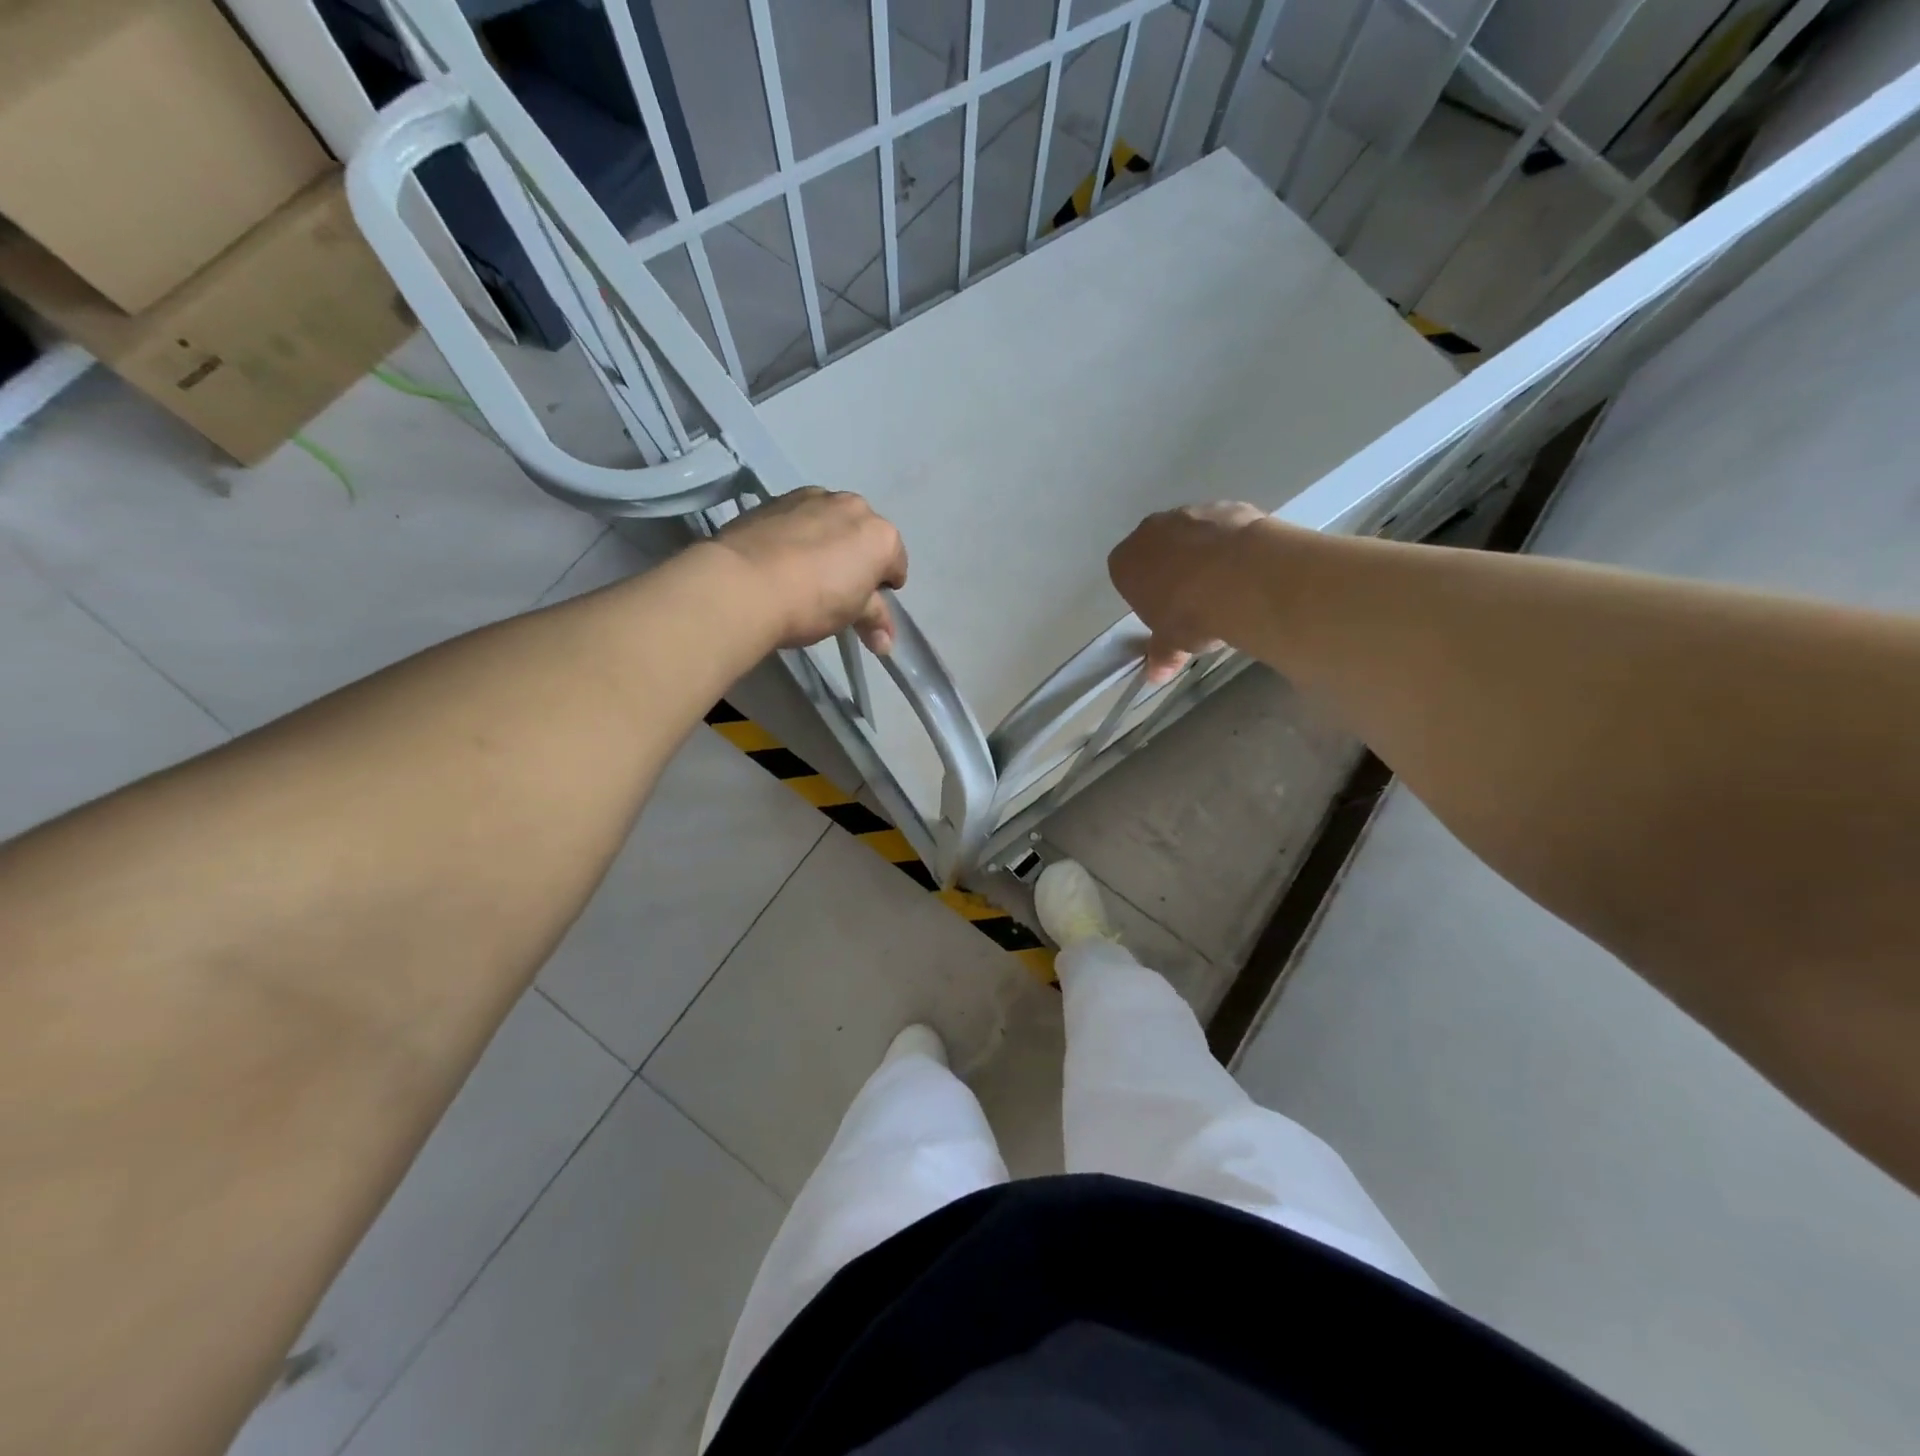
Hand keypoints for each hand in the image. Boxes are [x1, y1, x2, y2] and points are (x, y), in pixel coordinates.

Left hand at [714, 487, 907, 653]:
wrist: (744, 584)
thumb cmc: (812, 602)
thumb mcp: (850, 616)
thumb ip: (874, 620)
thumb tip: (886, 643)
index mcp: (881, 536)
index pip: (896, 565)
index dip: (883, 589)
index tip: (866, 606)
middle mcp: (853, 506)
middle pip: (864, 537)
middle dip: (856, 559)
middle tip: (836, 590)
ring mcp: (814, 497)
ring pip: (831, 522)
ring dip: (828, 542)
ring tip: (804, 573)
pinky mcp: (777, 499)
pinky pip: (800, 518)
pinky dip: (799, 534)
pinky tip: (781, 560)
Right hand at [1108, 502, 1269, 682]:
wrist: (1240, 577)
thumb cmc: (1189, 614)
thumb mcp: (1173, 642)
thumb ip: (1162, 653)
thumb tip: (1155, 675)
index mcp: (1125, 562)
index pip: (1125, 575)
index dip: (1144, 595)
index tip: (1163, 613)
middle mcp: (1150, 531)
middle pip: (1156, 550)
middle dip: (1171, 569)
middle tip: (1194, 600)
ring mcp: (1189, 513)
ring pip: (1190, 535)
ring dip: (1202, 553)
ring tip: (1227, 584)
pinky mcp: (1226, 506)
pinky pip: (1223, 527)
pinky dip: (1231, 542)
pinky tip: (1246, 566)